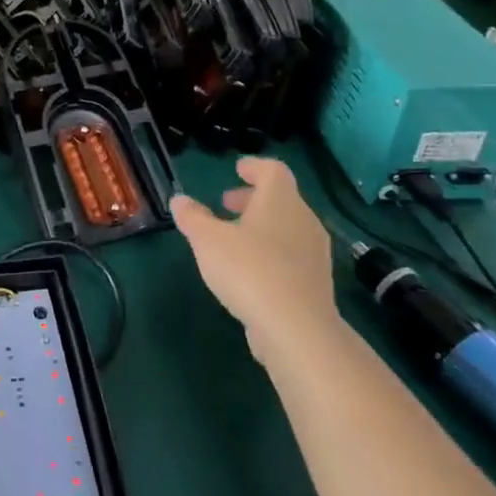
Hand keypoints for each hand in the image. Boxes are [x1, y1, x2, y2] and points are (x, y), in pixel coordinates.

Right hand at [170, 157, 337, 353]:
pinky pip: (291, 255)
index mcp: (280, 200)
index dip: (254, 167)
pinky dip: (271, 252)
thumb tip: (179, 200)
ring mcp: (314, 253)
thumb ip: (192, 217)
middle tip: (227, 205)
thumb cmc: (249, 270)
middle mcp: (303, 220)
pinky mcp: (315, 283)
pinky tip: (250, 271)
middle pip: (281, 199)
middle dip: (252, 199)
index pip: (273, 170)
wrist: (296, 328)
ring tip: (233, 239)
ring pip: (287, 228)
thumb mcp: (207, 240)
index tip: (237, 169)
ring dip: (261, 227)